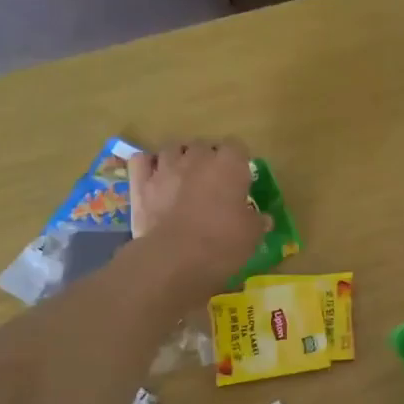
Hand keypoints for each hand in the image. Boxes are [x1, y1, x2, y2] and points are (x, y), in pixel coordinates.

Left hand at [128, 142, 267, 289]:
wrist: (175, 257)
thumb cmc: (222, 243)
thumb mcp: (251, 236)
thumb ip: (257, 221)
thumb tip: (263, 218)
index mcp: (229, 166)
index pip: (238, 147)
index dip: (239, 161)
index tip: (241, 178)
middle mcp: (197, 158)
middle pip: (204, 145)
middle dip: (208, 158)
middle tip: (213, 181)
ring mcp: (165, 167)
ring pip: (173, 148)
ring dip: (179, 158)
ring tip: (184, 177)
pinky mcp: (141, 183)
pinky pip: (141, 160)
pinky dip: (148, 164)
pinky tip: (154, 176)